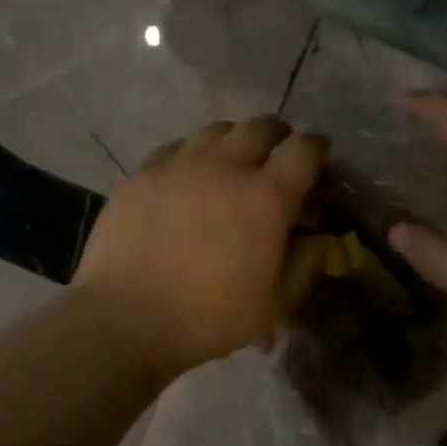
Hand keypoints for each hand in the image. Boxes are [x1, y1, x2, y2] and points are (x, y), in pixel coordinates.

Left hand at [71, 116, 331, 377]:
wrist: (125, 319)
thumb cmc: (209, 318)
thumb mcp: (275, 304)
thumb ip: (307, 264)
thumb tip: (322, 236)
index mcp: (267, 196)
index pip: (305, 147)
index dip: (317, 148)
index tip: (318, 161)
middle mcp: (226, 166)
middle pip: (262, 126)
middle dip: (279, 138)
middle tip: (276, 162)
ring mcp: (181, 164)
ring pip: (219, 129)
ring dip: (236, 141)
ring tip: (232, 166)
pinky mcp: (144, 171)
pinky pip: (179, 146)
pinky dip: (195, 154)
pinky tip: (190, 178)